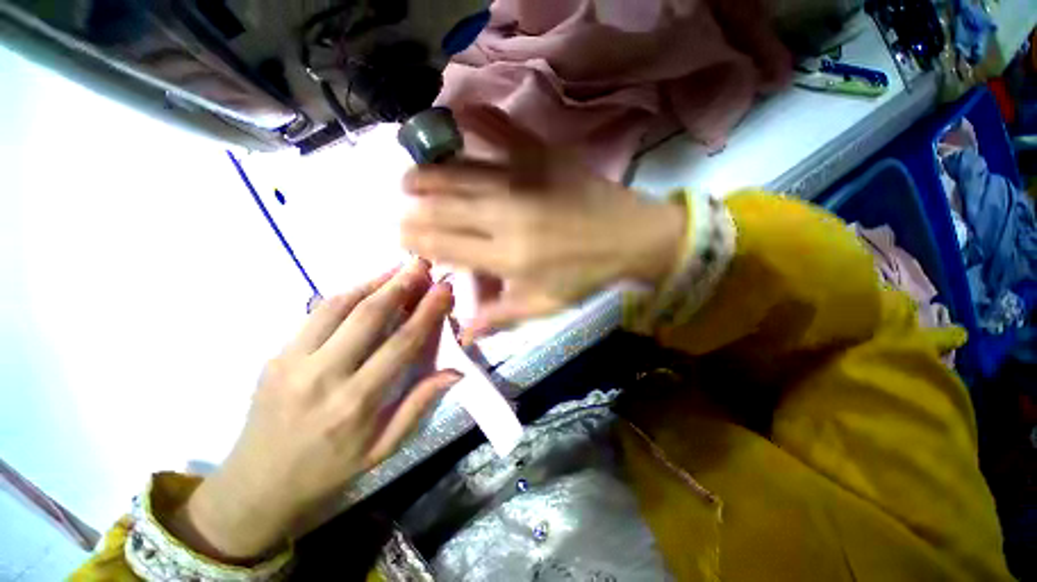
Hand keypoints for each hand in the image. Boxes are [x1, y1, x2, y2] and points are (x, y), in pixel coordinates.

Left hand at [168, 261, 459, 562]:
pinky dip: (347, 293)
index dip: (427, 312)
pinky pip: (316, 313)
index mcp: (356, 403)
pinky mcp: (276, 354)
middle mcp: (324, 376)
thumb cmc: (331, 469)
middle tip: (422, 264)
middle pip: (368, 316)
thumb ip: (420, 404)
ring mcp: (292, 361)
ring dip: (373, 281)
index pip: (401, 344)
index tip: (444, 288)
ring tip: (398, 267)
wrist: (259, 484)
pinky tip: (367, 285)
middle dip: (400, 285)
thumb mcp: (384, 447)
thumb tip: (455, 371)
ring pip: (338, 306)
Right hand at [401, 107, 685, 341]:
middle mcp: (507, 216)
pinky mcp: (541, 154)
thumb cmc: (584, 275)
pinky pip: (500, 128)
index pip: (445, 245)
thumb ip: (501, 316)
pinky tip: (455, 115)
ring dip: (427, 172)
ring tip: (411, 177)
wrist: (630, 236)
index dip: (415, 239)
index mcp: (508, 257)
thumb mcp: (544, 306)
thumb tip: (465, 334)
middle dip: (412, 206)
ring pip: (458, 171)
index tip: (399, 235)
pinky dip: (474, 118)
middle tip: (400, 205)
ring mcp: (523, 179)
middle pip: (443, 206)